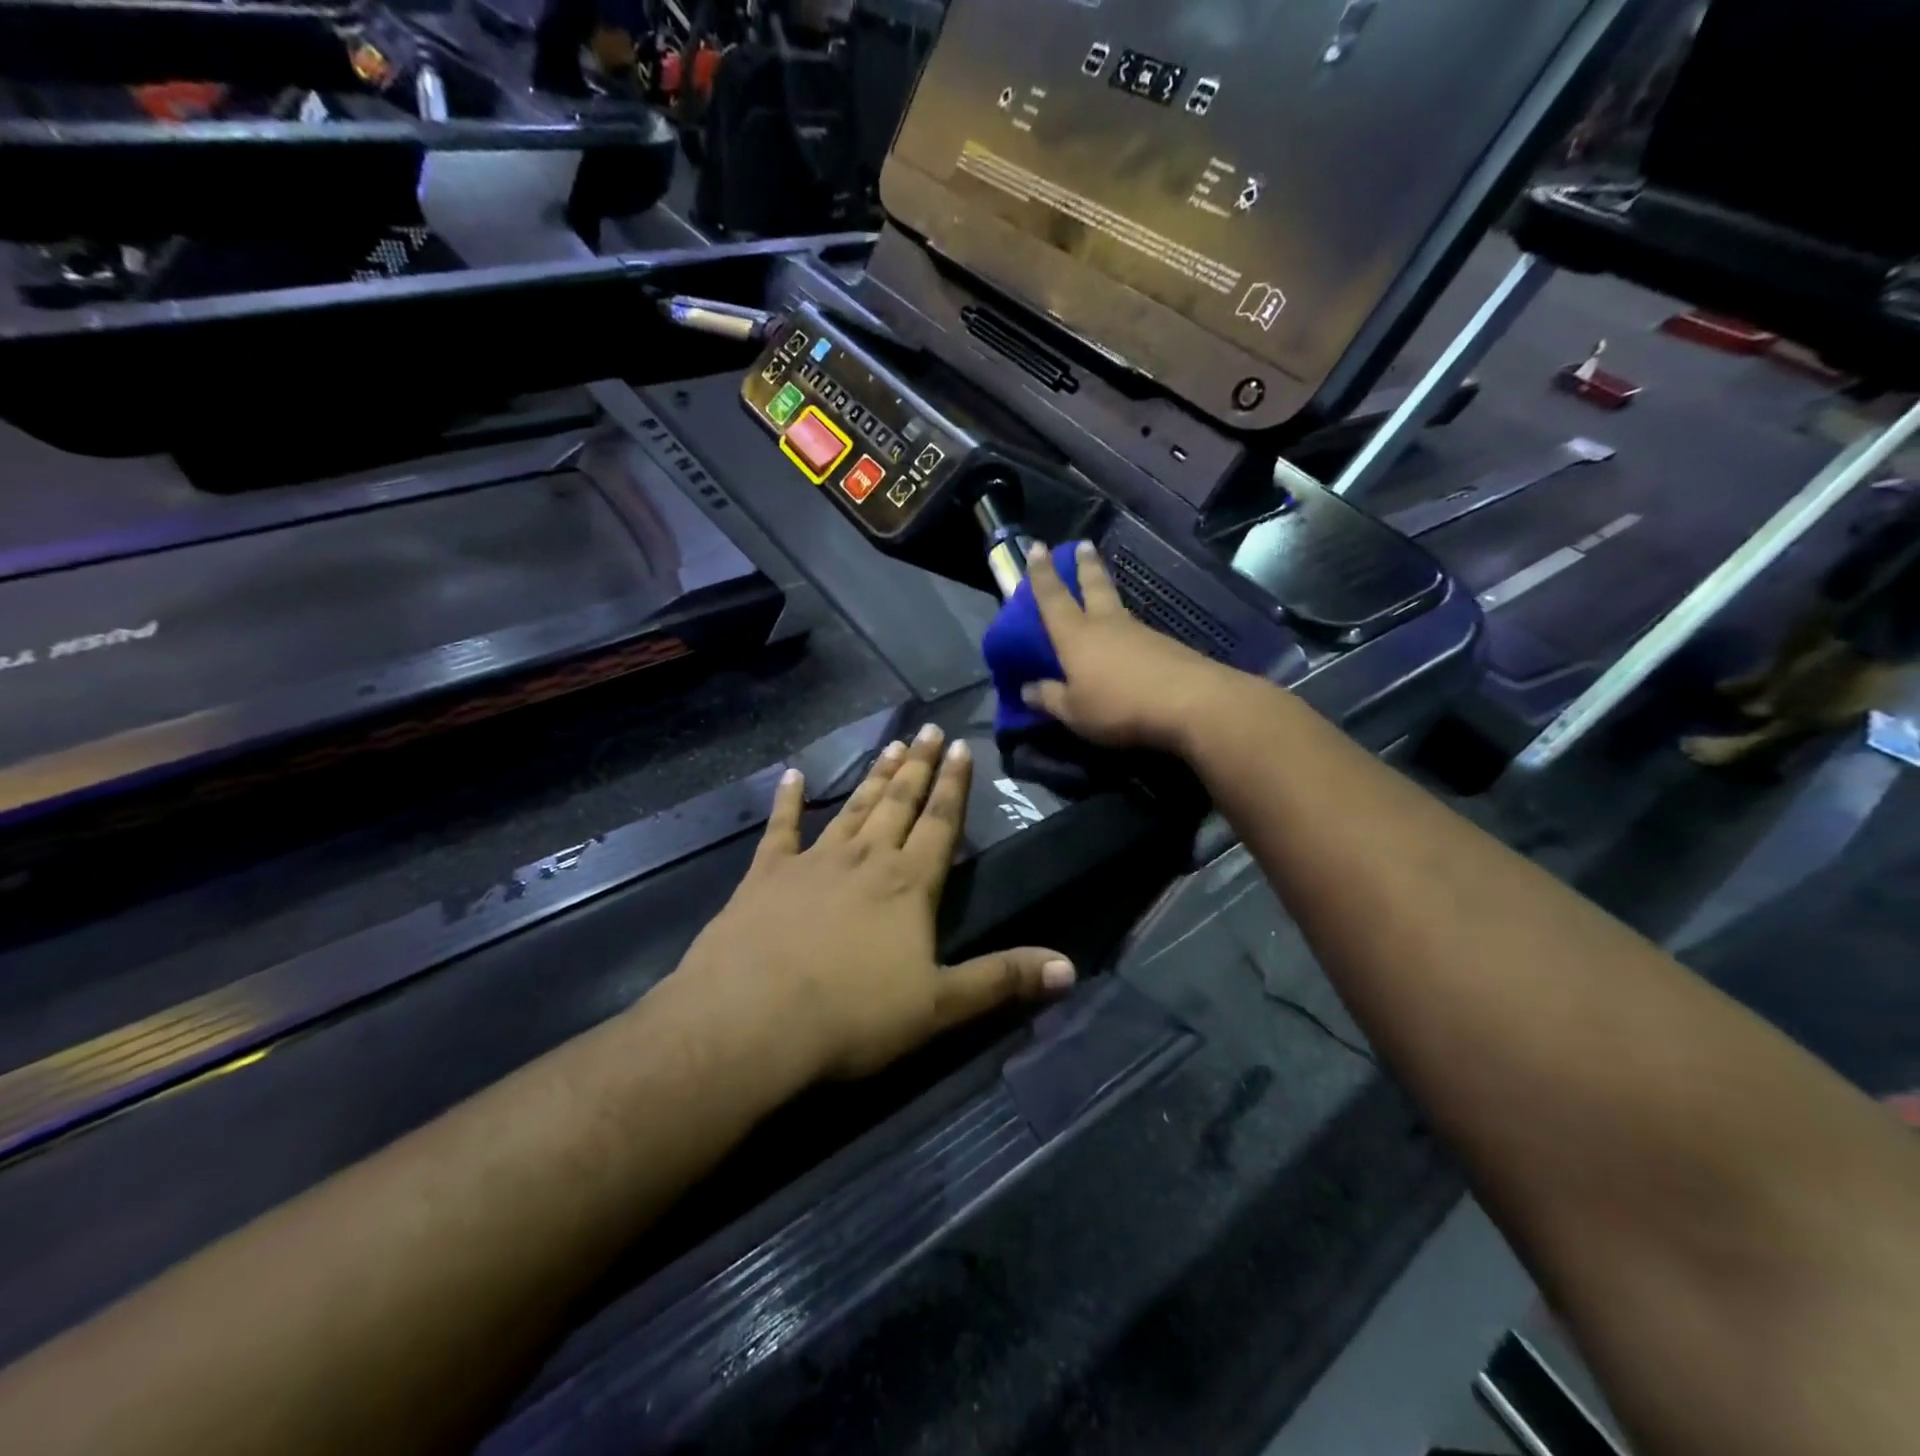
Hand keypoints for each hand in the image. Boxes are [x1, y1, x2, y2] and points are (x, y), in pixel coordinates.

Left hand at [674, 725, 1075, 1081]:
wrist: (752, 1019)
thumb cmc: (853, 1016)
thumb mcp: (940, 1006)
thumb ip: (1002, 980)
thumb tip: (1070, 967)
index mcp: (909, 884)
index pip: (941, 823)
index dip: (955, 785)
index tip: (962, 747)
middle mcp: (866, 858)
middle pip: (899, 802)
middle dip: (918, 766)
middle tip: (929, 729)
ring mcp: (813, 861)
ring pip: (853, 806)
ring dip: (874, 776)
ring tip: (891, 744)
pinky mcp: (766, 874)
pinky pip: (781, 828)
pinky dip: (788, 800)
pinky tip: (791, 774)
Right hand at [1021, 541, 1243, 754]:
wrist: (1190, 702)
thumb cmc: (1119, 705)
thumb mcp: (1074, 711)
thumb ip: (1050, 698)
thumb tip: (1026, 689)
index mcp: (1076, 635)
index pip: (1052, 597)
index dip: (1042, 573)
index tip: (1038, 547)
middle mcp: (1106, 624)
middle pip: (1093, 586)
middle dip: (1084, 565)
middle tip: (1082, 544)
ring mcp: (1139, 632)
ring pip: (1116, 604)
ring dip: (1107, 589)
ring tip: (1101, 587)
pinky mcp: (1164, 646)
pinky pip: (1135, 629)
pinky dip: (1125, 626)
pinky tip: (1126, 636)